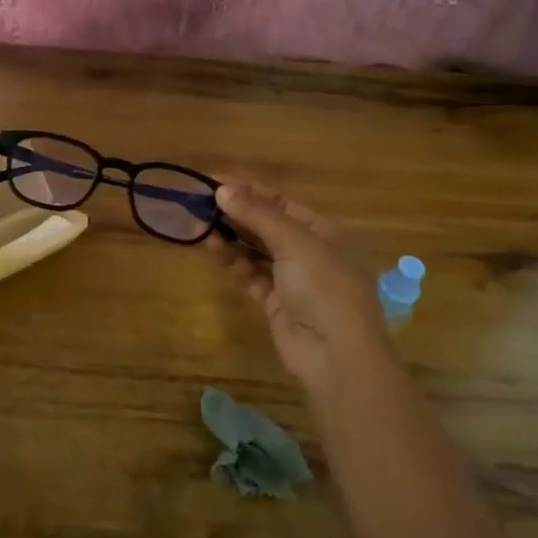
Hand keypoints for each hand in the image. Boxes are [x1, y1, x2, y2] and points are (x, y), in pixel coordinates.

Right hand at [207, 179, 387, 392]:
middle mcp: (310, 252)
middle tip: (201, 203)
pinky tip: (214, 249)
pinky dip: (233, 261)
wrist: (336, 355)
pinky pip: (250, 273)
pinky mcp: (275, 302)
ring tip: (203, 226)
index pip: (282, 202)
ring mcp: (293, 279)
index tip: (215, 181)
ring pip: (256, 250)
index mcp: (325, 231)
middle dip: (237, 213)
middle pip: (267, 225)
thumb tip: (222, 189)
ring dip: (232, 237)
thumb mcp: (294, 242)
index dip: (249, 190)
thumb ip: (257, 214)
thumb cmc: (324, 287)